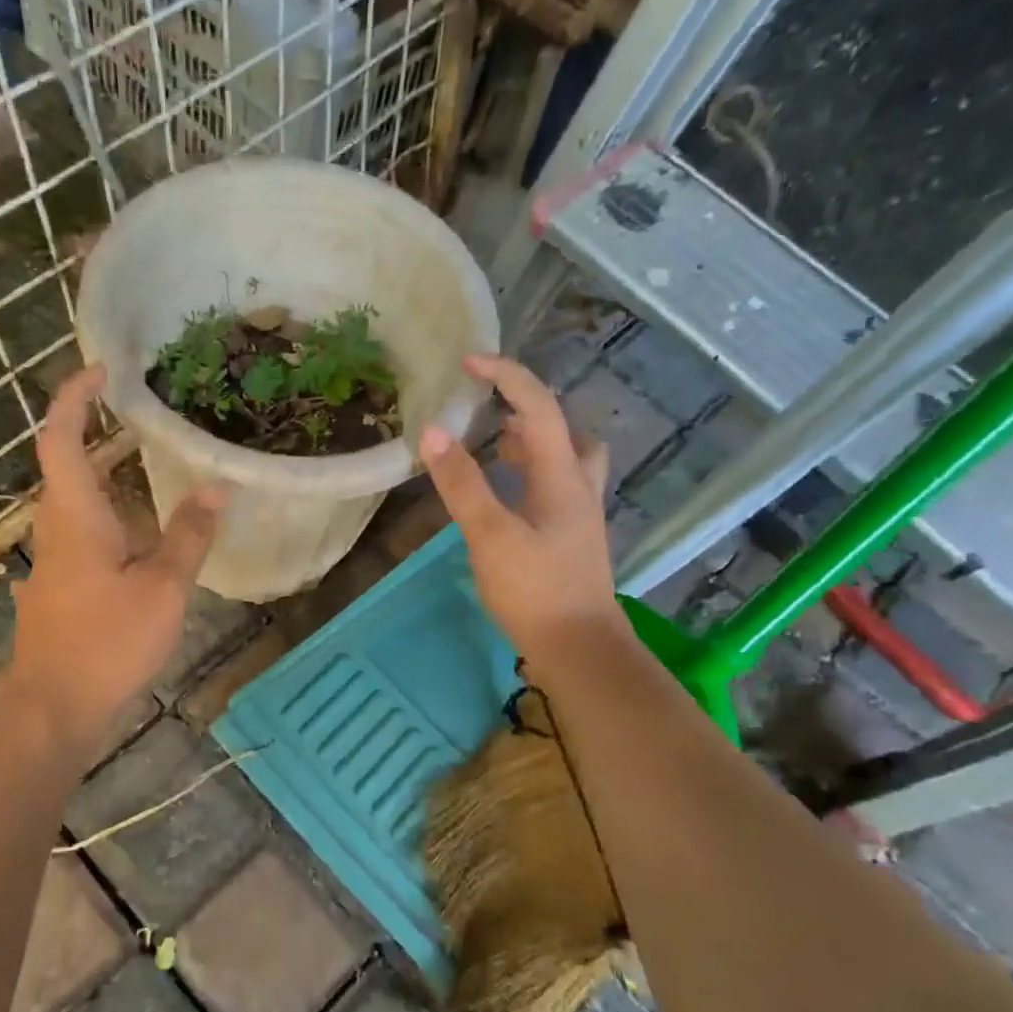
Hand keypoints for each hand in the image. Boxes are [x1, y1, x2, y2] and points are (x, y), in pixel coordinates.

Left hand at [7, 364, 225, 744]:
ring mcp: (54, 559)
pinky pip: (84, 532)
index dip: (74, 397)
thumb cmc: (106, 643)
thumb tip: (218, 487)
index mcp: (75, 515)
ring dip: (108, 475)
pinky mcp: (60, 585)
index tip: (102, 370)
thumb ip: (190, 535)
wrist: (53, 709)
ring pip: (77, 501)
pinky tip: (144, 533)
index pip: (60, 437)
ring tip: (154, 465)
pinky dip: (111, 513)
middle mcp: (55, 528)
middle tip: (144, 415)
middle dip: (96, 430)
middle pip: (66, 464)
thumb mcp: (163, 588)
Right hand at [420, 354, 623, 666]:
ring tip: (491, 444)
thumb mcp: (491, 535)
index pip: (539, 408)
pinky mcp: (568, 539)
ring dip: (531, 443)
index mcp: (562, 477)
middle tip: (487, 410)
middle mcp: (577, 487)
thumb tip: (433, 431)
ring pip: (562, 461)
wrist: (579, 648)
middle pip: (564, 430)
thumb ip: (462, 484)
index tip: (469, 363)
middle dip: (527, 410)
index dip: (507, 377)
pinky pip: (551, 488)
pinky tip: (503, 494)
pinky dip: (527, 476)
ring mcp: (576, 515)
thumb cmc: (535, 590)